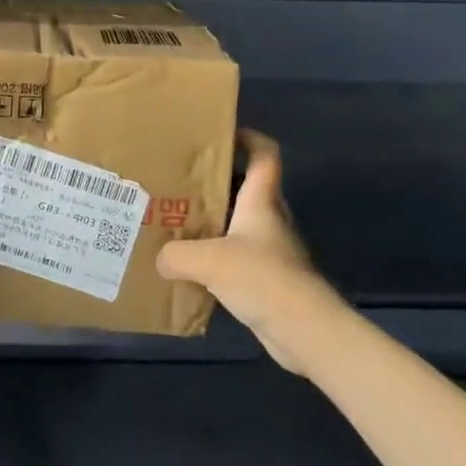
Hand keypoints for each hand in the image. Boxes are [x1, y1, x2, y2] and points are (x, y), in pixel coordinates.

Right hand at [155, 129, 346, 371]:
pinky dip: (219, 259)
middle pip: (247, 188)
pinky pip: (239, 259)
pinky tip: (193, 269)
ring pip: (240, 225)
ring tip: (179, 223)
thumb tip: (160, 257)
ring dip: (215, 223)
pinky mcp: (270, 282)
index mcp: (260, 201)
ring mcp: (272, 252)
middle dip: (217, 182)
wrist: (305, 332)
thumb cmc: (261, 278)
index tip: (222, 133)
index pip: (265, 155)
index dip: (249, 138)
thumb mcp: (208, 260)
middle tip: (181, 181)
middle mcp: (269, 220)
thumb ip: (177, 253)